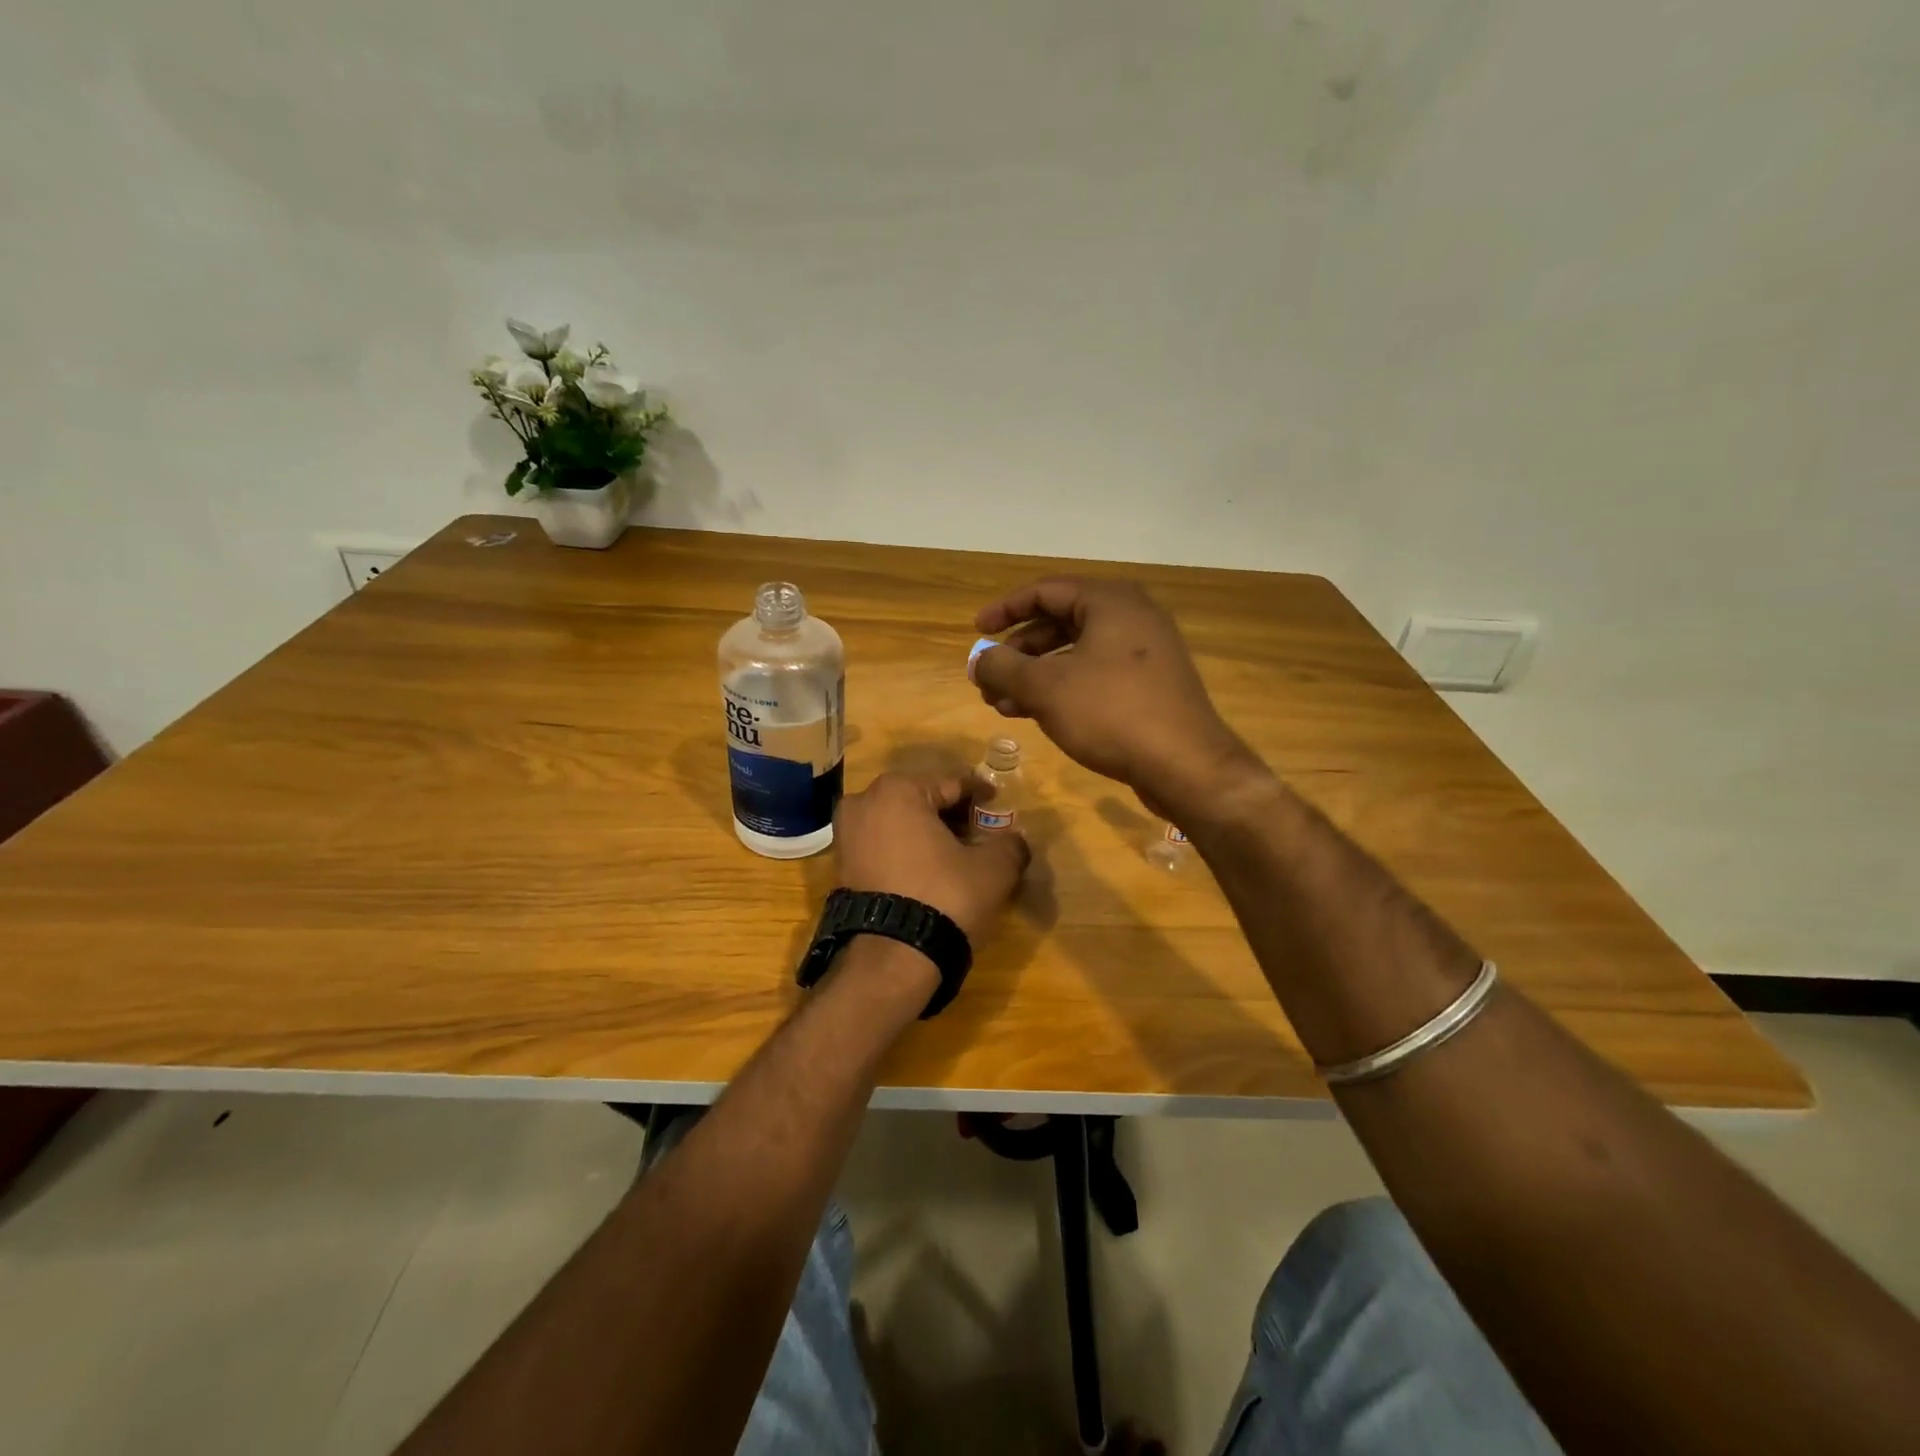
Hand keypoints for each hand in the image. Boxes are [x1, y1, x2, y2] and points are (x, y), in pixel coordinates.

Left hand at [833, 772, 1029, 945]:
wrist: (891, 958)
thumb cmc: (944, 896)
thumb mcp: (992, 869)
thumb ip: (1010, 845)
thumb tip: (1017, 840)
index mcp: (898, 790)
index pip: (952, 784)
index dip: (980, 794)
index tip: (998, 803)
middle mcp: (864, 803)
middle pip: (922, 800)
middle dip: (951, 814)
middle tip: (980, 831)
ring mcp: (846, 835)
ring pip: (899, 824)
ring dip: (927, 834)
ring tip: (957, 854)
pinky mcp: (841, 867)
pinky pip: (882, 847)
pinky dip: (906, 852)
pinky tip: (929, 872)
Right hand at [971, 577, 1260, 814]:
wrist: (1186, 765)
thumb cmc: (1111, 713)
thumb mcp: (1046, 688)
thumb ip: (1003, 668)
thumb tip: (977, 660)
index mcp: (1110, 601)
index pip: (1045, 591)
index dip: (1004, 610)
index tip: (976, 631)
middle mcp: (1131, 617)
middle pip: (1059, 623)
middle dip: (1018, 652)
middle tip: (989, 678)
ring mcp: (1146, 652)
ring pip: (1076, 654)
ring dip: (1035, 676)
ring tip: (1002, 704)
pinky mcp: (1151, 685)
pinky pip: (1096, 675)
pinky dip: (1063, 688)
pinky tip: (1036, 715)